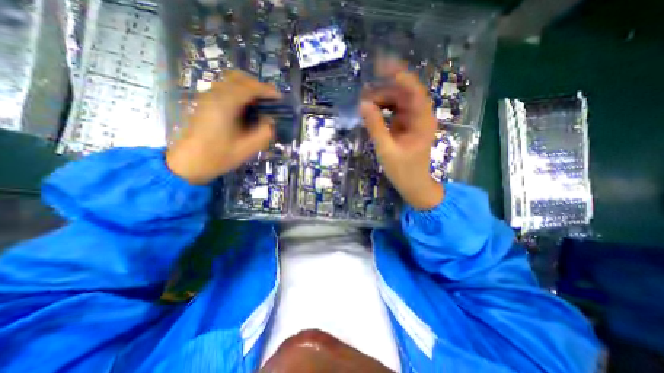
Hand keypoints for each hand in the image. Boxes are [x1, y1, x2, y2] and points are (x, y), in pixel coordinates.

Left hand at [168, 70, 280, 183]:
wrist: (189, 162)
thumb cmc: (219, 156)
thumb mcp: (248, 148)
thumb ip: (264, 133)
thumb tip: (270, 121)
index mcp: (225, 105)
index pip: (249, 87)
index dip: (267, 90)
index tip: (279, 98)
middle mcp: (214, 95)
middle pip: (238, 78)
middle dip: (257, 85)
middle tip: (269, 99)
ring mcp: (207, 97)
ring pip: (230, 81)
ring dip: (247, 87)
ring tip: (259, 102)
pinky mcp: (204, 102)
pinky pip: (224, 88)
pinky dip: (238, 91)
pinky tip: (245, 107)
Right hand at [360, 62, 442, 211]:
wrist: (413, 184)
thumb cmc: (403, 170)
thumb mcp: (386, 149)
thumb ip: (375, 126)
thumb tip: (363, 104)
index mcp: (421, 119)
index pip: (413, 89)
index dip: (398, 74)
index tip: (380, 66)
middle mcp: (419, 116)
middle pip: (402, 93)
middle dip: (383, 91)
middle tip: (362, 95)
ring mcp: (412, 121)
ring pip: (397, 101)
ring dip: (381, 100)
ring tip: (363, 105)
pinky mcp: (405, 126)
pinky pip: (393, 112)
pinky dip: (382, 110)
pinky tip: (371, 113)